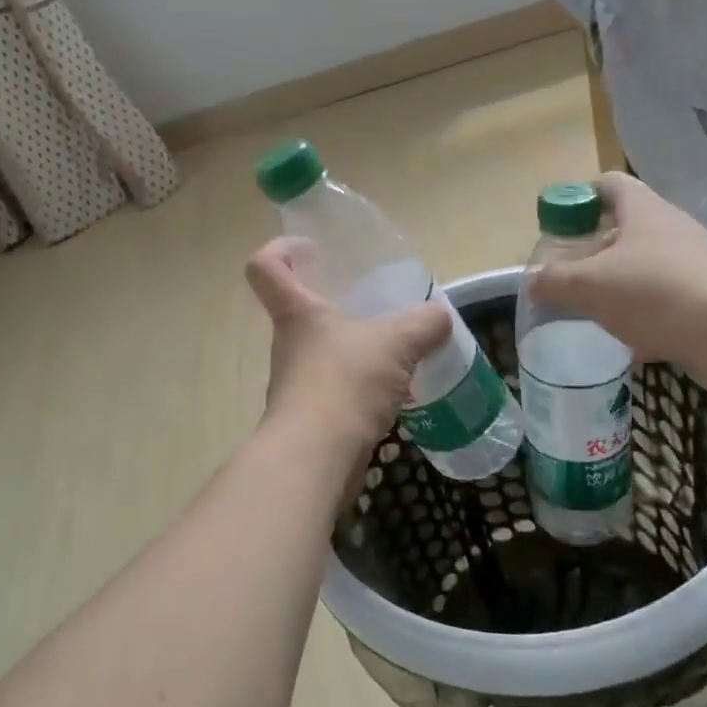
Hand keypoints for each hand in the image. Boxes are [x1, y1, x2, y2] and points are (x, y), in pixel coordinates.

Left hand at [245, 238, 452, 460]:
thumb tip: (440, 317)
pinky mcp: (310, 417)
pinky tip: (393, 392)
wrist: (317, 458)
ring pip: (322, 353)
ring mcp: (296, 383)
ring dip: (352, 349)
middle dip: (333, 304)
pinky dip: (361, 387)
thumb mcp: (396, 341)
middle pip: (299, 311)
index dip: (281, 250)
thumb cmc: (346, 382)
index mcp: (297, 313)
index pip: (266, 268)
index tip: (311, 249)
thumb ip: (424, 323)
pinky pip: (336, 389)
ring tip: (393, 352)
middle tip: (372, 305)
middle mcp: (289, 344)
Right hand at [529, 173, 706, 391]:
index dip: (580, 197)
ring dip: (618, 283)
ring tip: (594, 309)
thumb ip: (554, 281)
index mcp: (642, 209)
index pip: (608, 184)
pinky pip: (666, 298)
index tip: (559, 224)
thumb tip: (533, 281)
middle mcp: (671, 227)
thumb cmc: (653, 292)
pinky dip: (645, 314)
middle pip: (625, 226)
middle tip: (569, 273)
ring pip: (645, 265)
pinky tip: (631, 341)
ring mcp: (694, 262)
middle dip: (594, 249)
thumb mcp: (588, 285)